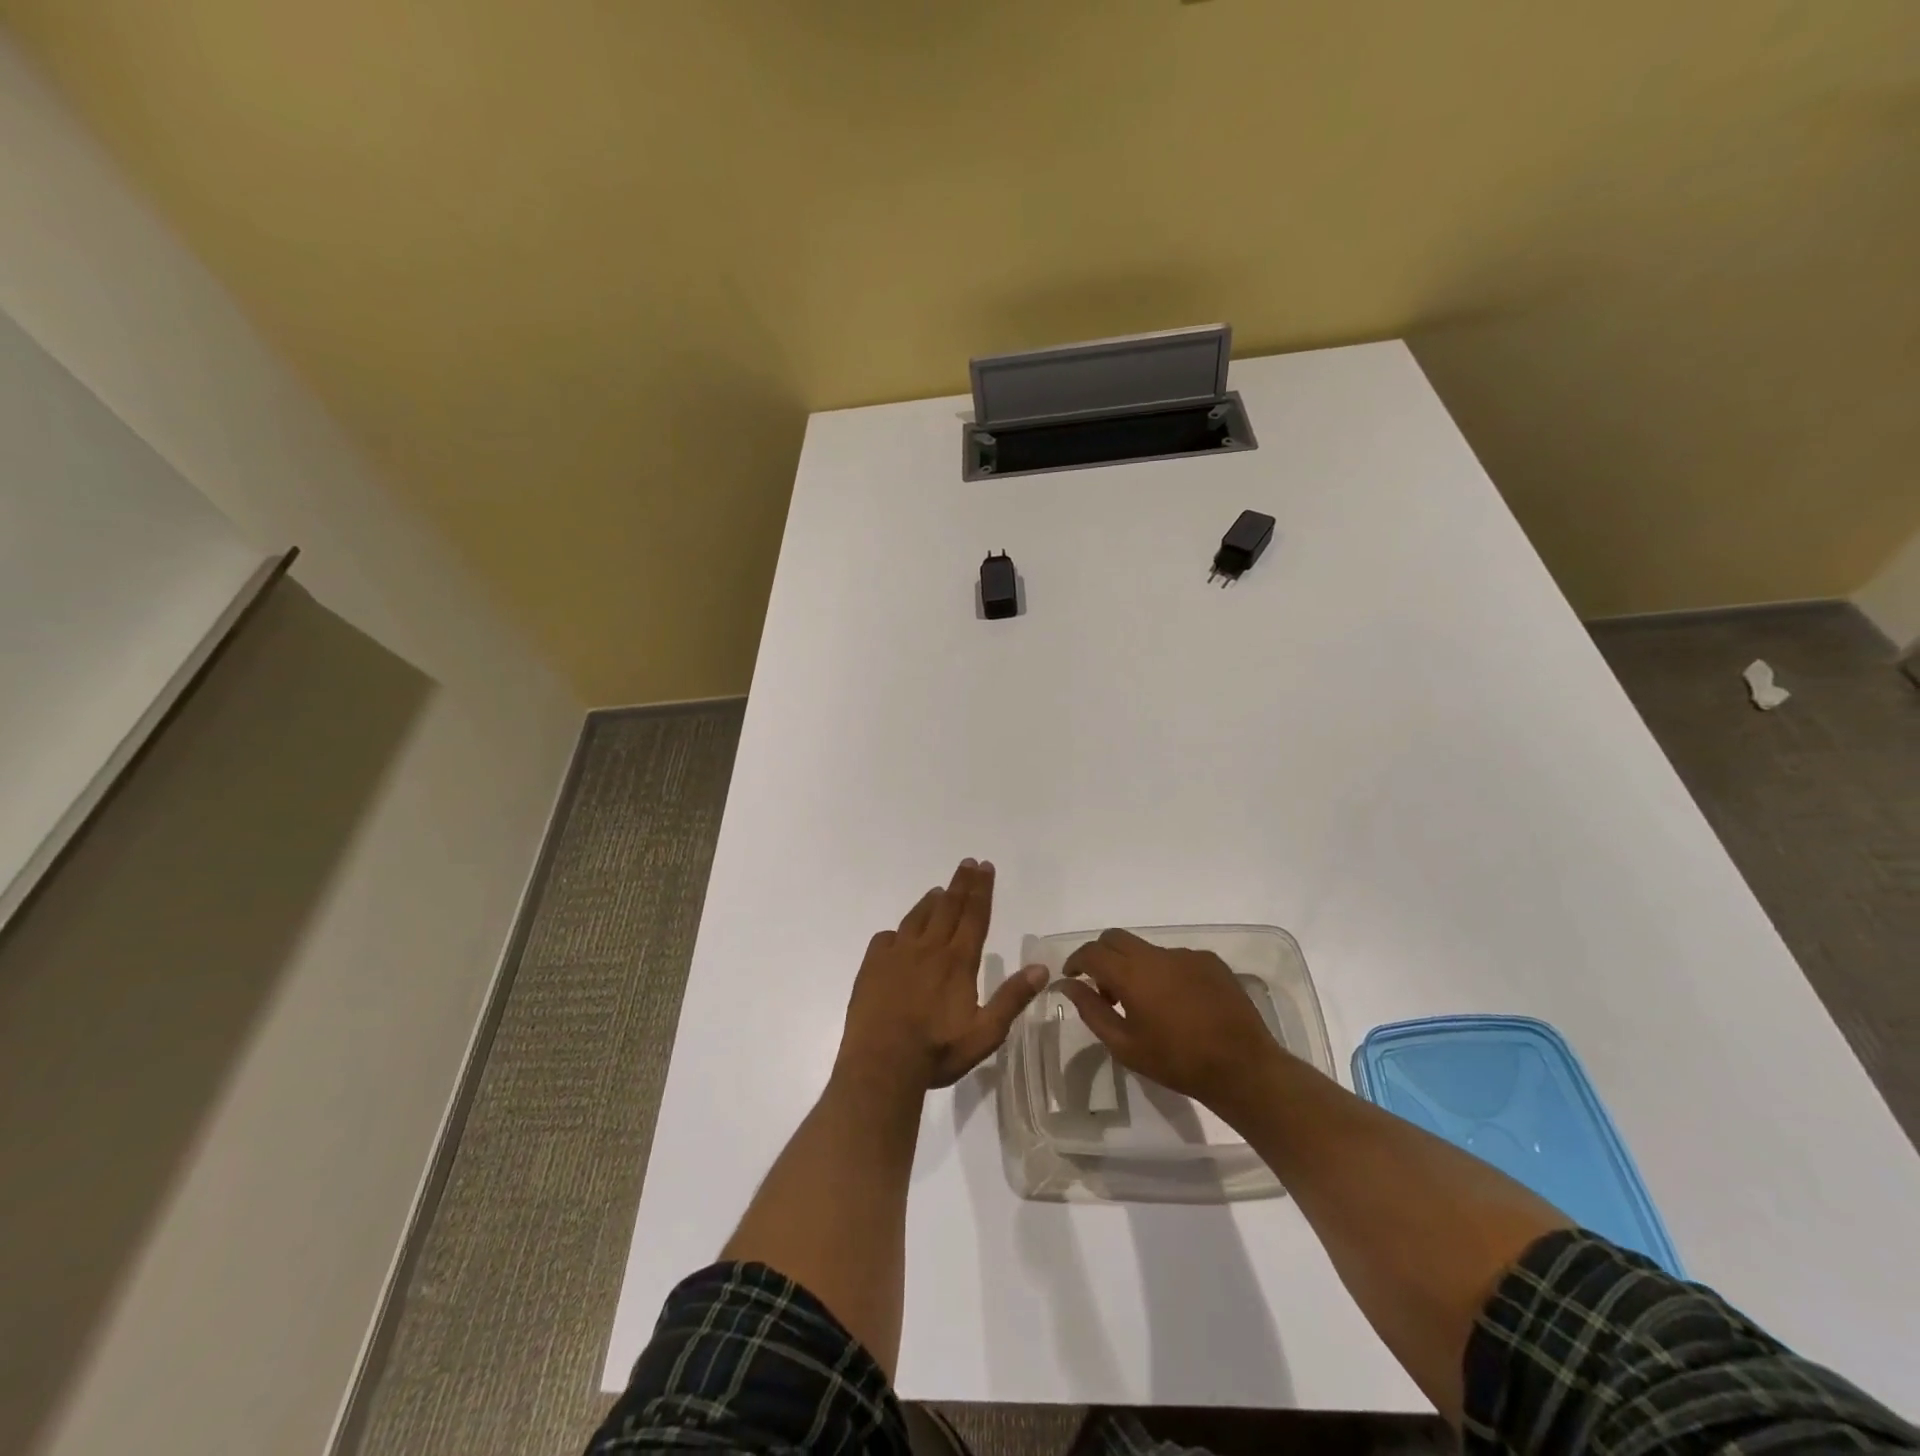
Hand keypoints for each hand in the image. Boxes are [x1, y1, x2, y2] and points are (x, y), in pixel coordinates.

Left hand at [838, 859, 1047, 1090]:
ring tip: (938, 891)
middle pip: (948, 908)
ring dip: (930, 902)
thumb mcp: (985, 1033)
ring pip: (917, 918)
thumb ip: (1012, 998)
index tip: (985, 867)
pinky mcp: (871, 967)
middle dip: (960, 884)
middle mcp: (928, 949)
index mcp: (957, 961)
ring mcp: (896, 955)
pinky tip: (897, 934)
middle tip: (967, 864)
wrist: (881, 1064)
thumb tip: (1041, 968)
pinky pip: (885, 939)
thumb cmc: (937, 1051)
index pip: (974, 916)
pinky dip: (897, 932)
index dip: (981, 890)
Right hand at [1059, 929, 1285, 1111]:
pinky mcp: (1210, 961)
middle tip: (1103, 988)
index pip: (1092, 952)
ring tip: (1145, 1003)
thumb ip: (1091, 1010)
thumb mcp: (1125, 1045)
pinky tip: (1178, 1003)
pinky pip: (1175, 958)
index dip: (1076, 961)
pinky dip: (1165, 973)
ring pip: (1146, 949)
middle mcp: (1157, 955)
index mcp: (1132, 974)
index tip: (1072, 978)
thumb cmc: (1177, 1062)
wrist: (1242, 1067)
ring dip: (1135, 966)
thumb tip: (1067, 985)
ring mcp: (1186, 955)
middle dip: (1101, 956)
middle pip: (1116, 938)